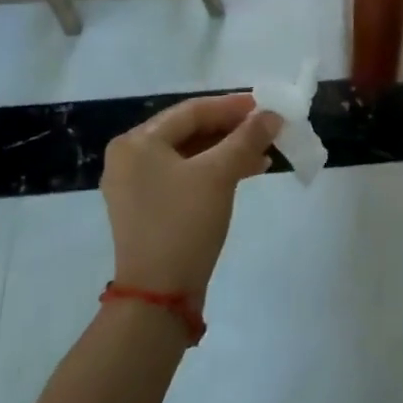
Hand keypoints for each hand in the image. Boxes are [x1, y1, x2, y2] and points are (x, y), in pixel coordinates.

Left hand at [101, 93, 279, 302]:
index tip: (265, 106)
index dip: (231, 106)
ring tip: (264, 153)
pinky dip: (215, 172)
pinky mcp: (148, 208)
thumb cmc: (184, 223)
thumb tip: (273, 115)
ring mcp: (136, 186)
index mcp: (137, 142)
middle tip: (267, 128)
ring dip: (228, 151)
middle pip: (189, 131)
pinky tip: (246, 172)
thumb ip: (247, 138)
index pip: (191, 111)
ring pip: (190, 155)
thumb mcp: (219, 175)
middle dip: (232, 130)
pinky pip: (185, 176)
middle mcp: (130, 158)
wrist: (158, 297)